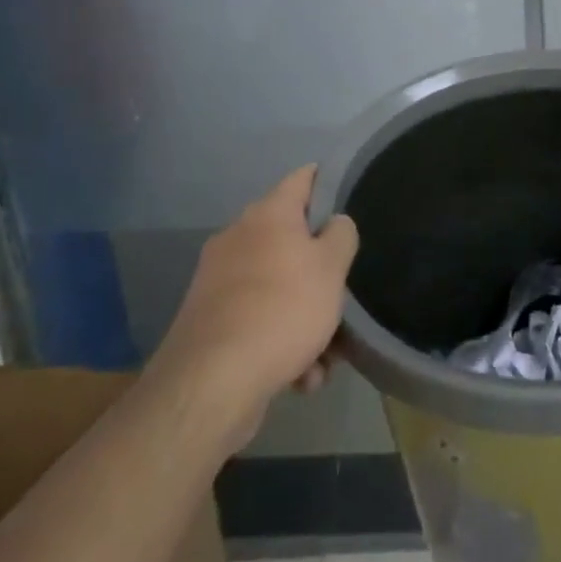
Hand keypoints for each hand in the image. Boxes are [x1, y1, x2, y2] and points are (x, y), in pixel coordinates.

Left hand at [145, 165, 357, 434]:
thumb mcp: (332, 267)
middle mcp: (238, 237)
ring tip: (327, 355)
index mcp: (268, 214)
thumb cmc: (284, 308)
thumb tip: (334, 223)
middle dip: (321, 271)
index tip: (350, 195)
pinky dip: (282, 342)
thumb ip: (342, 235)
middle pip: (292, 241)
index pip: (303, 178)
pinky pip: (259, 321)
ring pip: (279, 288)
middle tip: (344, 293)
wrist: (213, 382)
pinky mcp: (210, 321)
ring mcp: (219, 280)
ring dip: (306, 317)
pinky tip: (301, 375)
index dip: (328, 181)